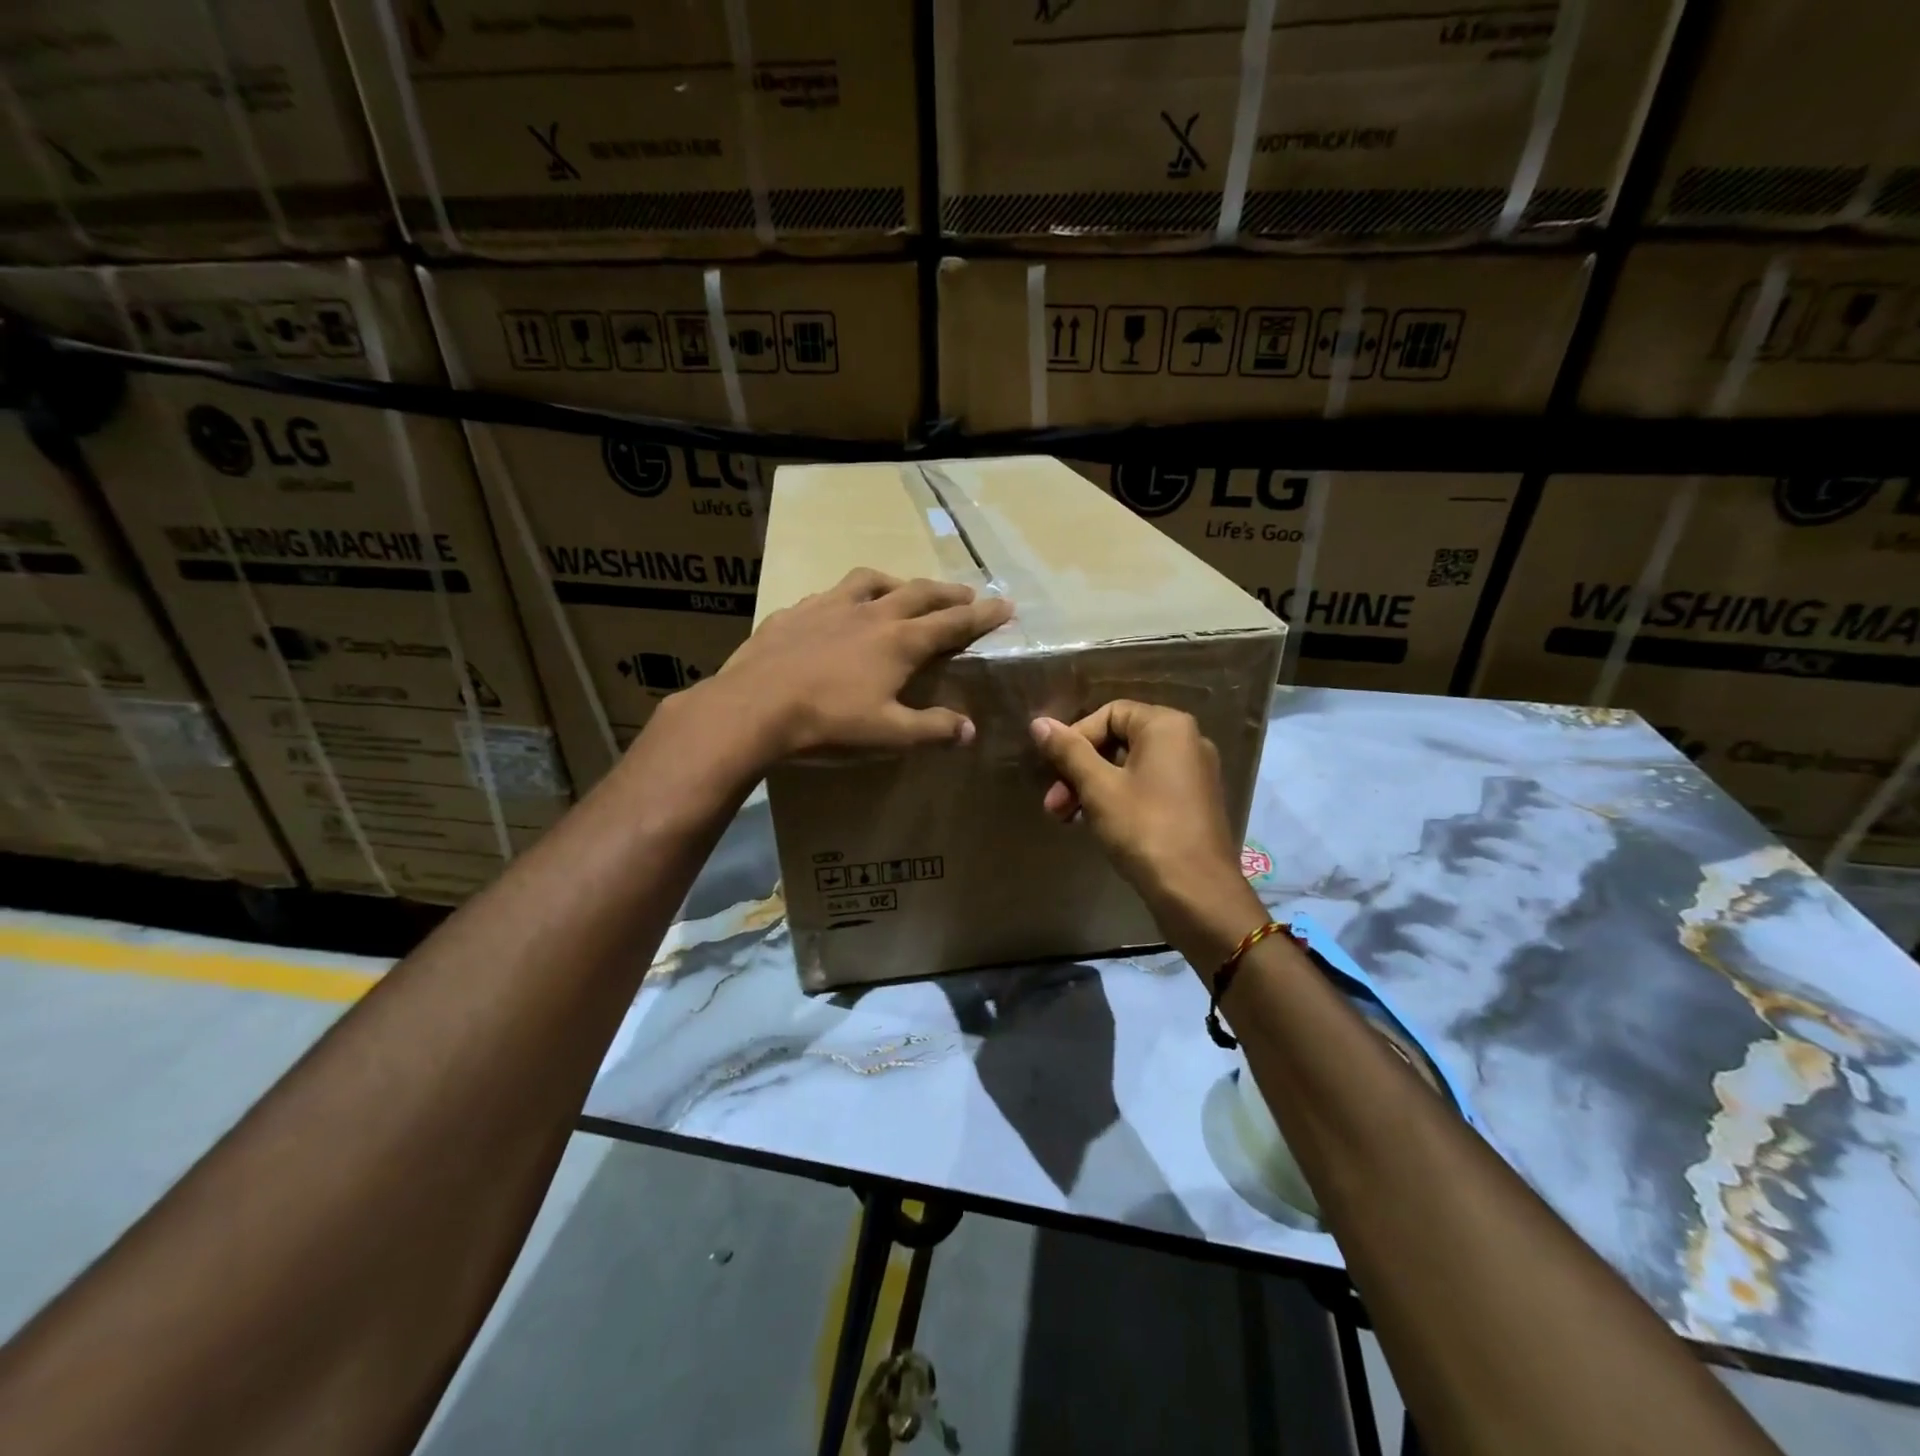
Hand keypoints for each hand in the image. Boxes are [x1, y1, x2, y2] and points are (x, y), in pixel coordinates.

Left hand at [719, 567, 1012, 760]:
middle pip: (919, 593)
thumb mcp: (888, 734)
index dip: (983, 615)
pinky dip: (846, 598)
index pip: (953, 623)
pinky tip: (838, 610)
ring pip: (871, 580)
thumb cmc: (828, 722)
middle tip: (966, 595)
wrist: (754, 707)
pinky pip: (829, 595)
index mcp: (899, 641)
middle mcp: (870, 613)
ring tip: (903, 590)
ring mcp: (829, 606)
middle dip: (948, 593)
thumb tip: (969, 730)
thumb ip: (931, 729)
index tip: (1006, 605)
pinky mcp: (794, 612)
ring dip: (896, 582)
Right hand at [1030, 701, 1263, 966]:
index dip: (1076, 738)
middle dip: (1080, 769)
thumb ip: (1068, 751)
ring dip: (1093, 788)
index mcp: (1167, 726)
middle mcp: (1187, 741)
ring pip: (1131, 767)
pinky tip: (1097, 826)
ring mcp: (1194, 773)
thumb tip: (1039, 722)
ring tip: (1068, 819)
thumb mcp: (1098, 788)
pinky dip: (1119, 799)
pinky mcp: (1194, 802)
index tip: (1054, 771)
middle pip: (1119, 740)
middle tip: (1054, 804)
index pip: (1109, 714)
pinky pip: (1148, 787)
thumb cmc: (1144, 829)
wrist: (1197, 892)